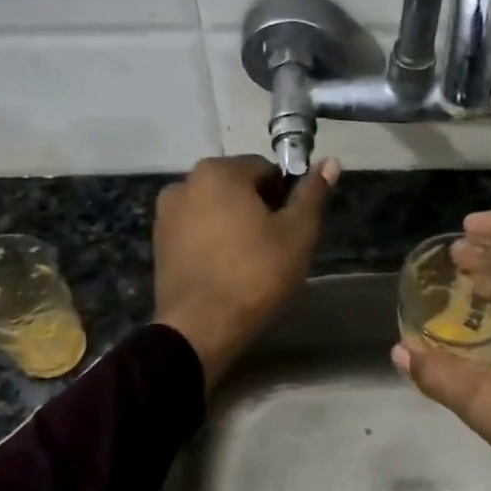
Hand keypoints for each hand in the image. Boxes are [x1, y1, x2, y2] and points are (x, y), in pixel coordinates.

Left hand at [154, 155, 338, 391]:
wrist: (201, 328)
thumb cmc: (256, 274)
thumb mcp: (298, 233)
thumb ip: (313, 194)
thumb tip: (331, 162)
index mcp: (218, 172)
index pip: (266, 170)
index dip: (285, 198)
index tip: (291, 229)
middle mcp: (184, 183)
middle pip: (237, 188)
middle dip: (258, 211)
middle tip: (274, 249)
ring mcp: (166, 215)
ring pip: (216, 211)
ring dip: (234, 227)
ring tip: (250, 264)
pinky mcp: (159, 244)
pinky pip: (196, 233)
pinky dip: (213, 244)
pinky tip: (226, 272)